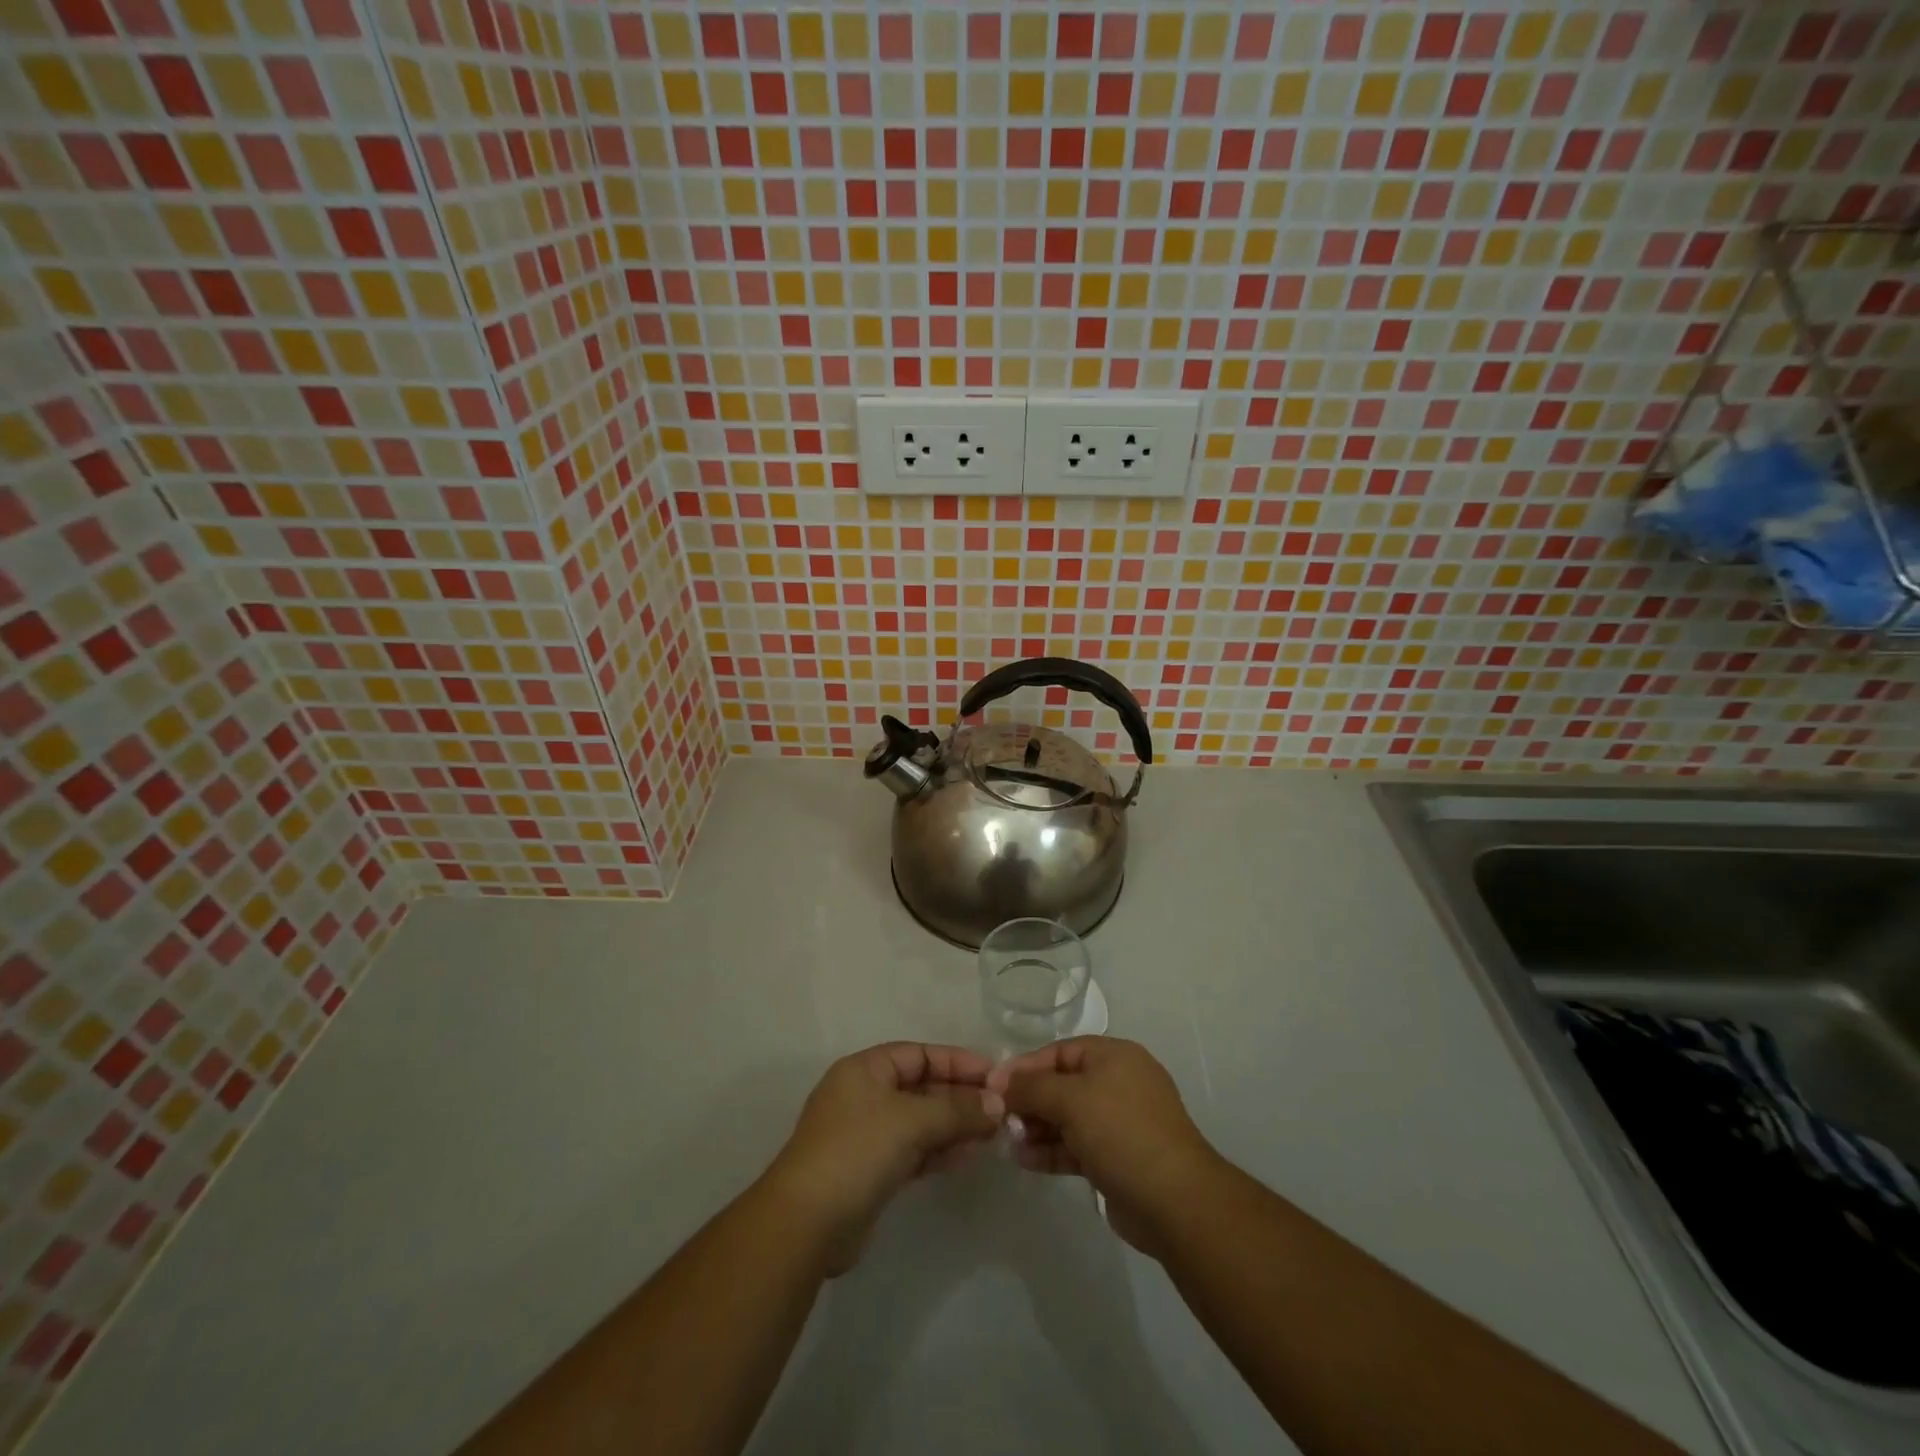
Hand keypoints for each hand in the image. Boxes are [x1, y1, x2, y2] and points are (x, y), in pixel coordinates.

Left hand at [765, 1042, 1000, 1273]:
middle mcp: (865, 1095)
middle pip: (921, 1087)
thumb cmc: (857, 1151)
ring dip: (954, 1125)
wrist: (806, 1224)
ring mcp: (867, 1135)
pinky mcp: (872, 1171)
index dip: (957, 1061)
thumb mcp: (911, 1121)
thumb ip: (957, 1110)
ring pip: (920, 1121)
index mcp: (865, 1070)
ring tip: (993, 1133)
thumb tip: (997, 1104)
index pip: (919, 1054)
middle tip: (1001, 1108)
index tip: (995, 1075)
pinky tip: (968, 1156)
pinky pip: (914, 1150)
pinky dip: (940, 1150)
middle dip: (960, 1096)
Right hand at [986, 1036, 1219, 1257]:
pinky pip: (1076, 1146)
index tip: (993, 1085)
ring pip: (1067, 1118)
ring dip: (1036, 1127)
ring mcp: (1119, 1123)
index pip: (1060, 1051)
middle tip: (998, 1118)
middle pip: (1062, 1084)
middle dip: (1029, 1100)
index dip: (1025, 1066)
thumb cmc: (1121, 1132)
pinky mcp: (1117, 1159)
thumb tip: (999, 1082)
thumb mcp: (1071, 1099)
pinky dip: (1051, 1150)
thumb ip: (1031, 1087)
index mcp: (1114, 1057)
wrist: (1174, 1201)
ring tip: (1007, 1140)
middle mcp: (1118, 1083)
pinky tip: (1024, 1158)